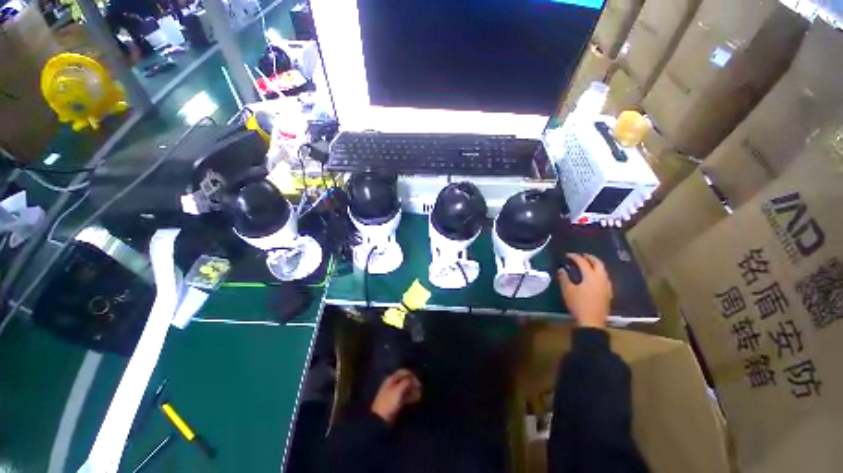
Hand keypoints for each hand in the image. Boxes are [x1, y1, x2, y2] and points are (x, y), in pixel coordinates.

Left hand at [371, 369, 421, 423]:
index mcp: (391, 379)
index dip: (411, 374)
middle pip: (405, 380)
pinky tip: (416, 398)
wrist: (380, 419)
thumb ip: (406, 382)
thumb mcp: (398, 390)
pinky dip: (411, 396)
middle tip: (421, 388)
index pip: (403, 372)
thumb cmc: (389, 402)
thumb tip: (413, 378)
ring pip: (405, 388)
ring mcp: (394, 393)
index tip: (418, 381)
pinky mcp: (396, 401)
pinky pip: (405, 396)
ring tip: (420, 394)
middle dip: (413, 383)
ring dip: (413, 390)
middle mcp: (393, 384)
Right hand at [558, 253, 612, 328]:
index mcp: (591, 276)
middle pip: (598, 263)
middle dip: (589, 257)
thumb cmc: (578, 304)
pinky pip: (605, 278)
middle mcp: (601, 279)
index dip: (575, 257)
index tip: (567, 255)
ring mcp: (606, 286)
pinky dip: (599, 273)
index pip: (583, 262)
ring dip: (595, 265)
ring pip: (603, 271)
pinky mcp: (608, 293)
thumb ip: (564, 278)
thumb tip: (561, 269)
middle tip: (581, 255)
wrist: (592, 322)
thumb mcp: (567, 290)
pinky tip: (594, 278)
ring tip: (587, 265)